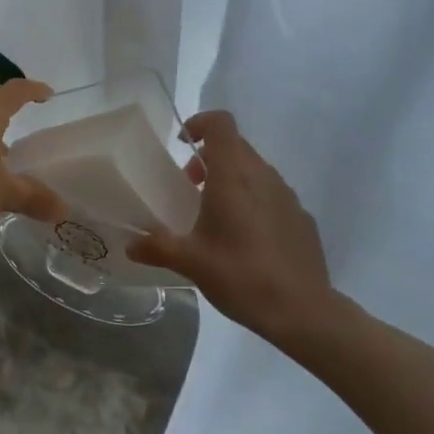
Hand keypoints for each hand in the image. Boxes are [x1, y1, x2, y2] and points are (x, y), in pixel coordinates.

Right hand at [127, 110, 332, 343]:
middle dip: (210, 157)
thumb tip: (130, 245)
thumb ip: (157, 247)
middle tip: (191, 186)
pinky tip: (246, 239)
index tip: (183, 145)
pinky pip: (273, 195)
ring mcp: (288, 195)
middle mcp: (263, 176)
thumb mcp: (190, 262)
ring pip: (255, 170)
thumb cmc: (241, 275)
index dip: (200, 123)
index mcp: (234, 175)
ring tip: (216, 215)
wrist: (303, 311)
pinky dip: (254, 201)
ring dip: (232, 179)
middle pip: (236, 146)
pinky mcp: (302, 218)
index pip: (221, 123)